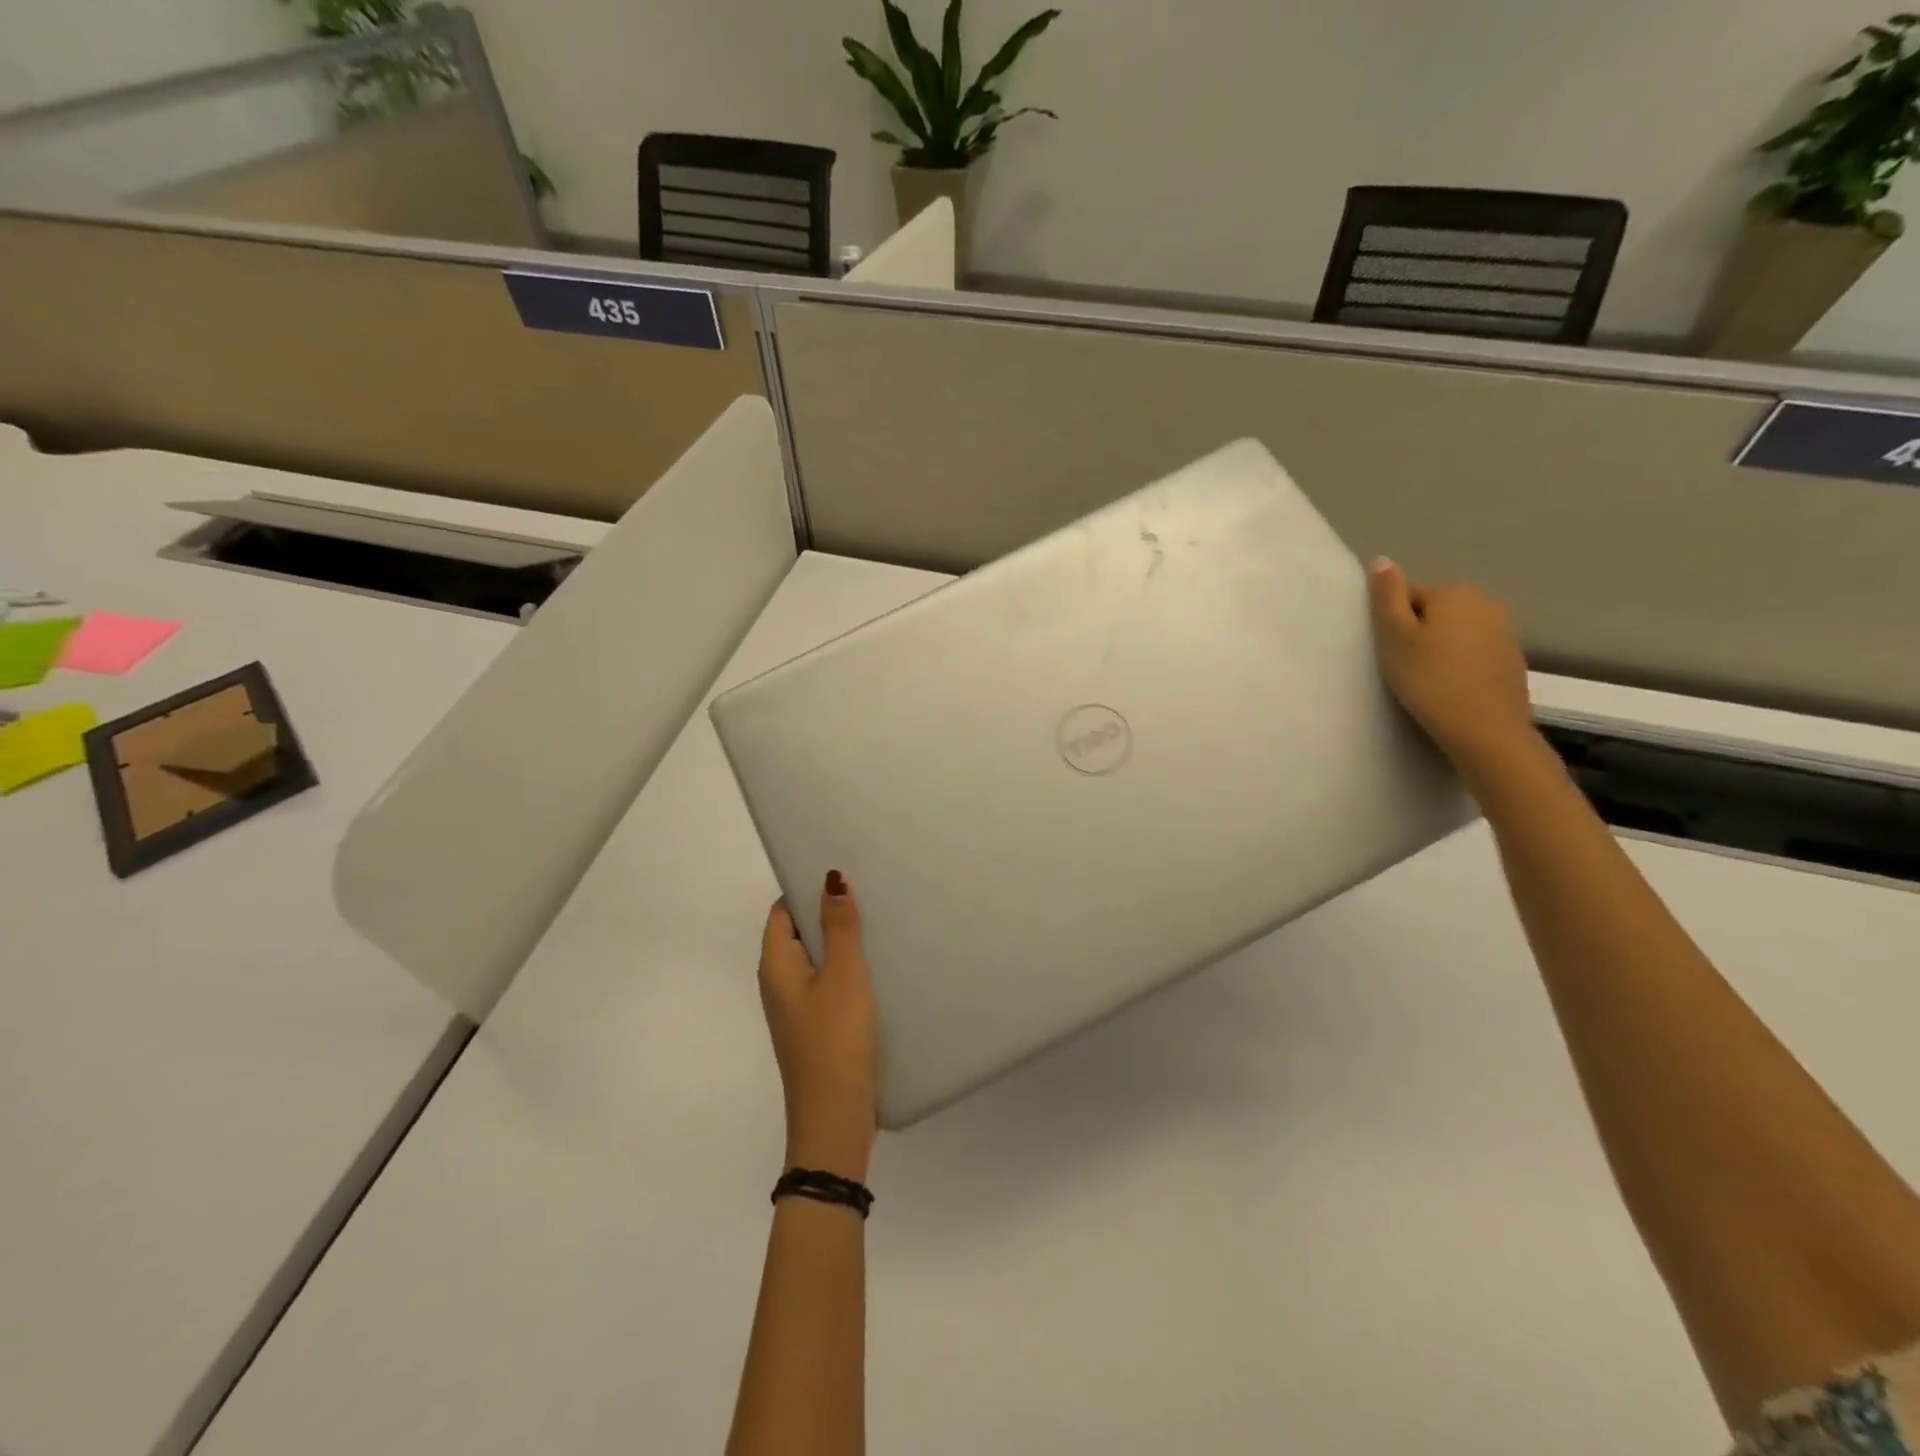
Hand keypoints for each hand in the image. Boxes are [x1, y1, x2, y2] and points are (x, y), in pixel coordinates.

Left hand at [758, 871, 877, 1180]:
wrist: (835, 1119)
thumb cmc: (835, 1039)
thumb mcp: (843, 975)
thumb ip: (838, 926)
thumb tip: (830, 878)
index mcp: (776, 966)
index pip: (781, 911)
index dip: (805, 888)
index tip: (841, 872)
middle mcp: (779, 984)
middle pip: (798, 933)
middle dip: (828, 912)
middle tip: (868, 891)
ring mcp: (797, 1009)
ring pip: (817, 960)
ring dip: (841, 941)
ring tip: (879, 921)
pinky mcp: (816, 1028)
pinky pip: (829, 985)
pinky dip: (848, 969)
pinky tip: (879, 967)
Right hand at [1366, 557, 1539, 780]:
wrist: (1485, 730)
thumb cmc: (1430, 681)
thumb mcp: (1395, 638)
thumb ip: (1387, 597)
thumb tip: (1381, 560)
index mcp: (1454, 593)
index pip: (1408, 596)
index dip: (1392, 623)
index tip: (1389, 651)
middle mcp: (1486, 603)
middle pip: (1435, 611)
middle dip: (1418, 633)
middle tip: (1404, 666)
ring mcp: (1505, 631)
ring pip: (1456, 632)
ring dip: (1439, 648)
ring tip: (1427, 680)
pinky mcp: (1512, 660)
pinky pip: (1474, 652)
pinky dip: (1459, 664)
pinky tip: (1450, 688)